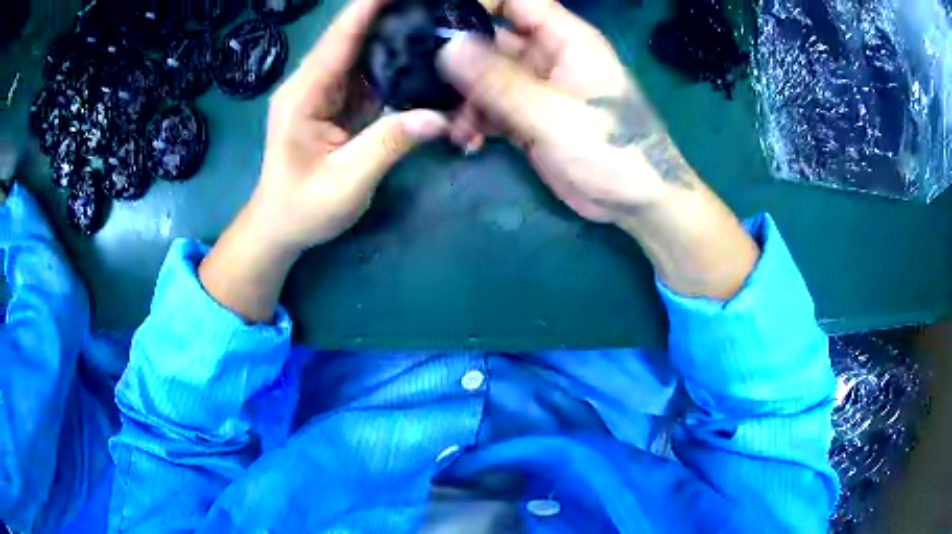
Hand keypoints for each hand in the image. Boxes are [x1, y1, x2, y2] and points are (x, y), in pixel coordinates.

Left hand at [199, 0, 448, 321]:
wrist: (280, 226)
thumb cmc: (303, 209)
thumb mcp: (345, 183)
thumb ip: (388, 145)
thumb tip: (439, 117)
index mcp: (305, 94)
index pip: (341, 36)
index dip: (371, 6)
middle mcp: (314, 83)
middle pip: (355, 34)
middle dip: (392, 13)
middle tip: (434, 8)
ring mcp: (326, 91)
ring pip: (365, 50)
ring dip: (398, 33)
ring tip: (434, 22)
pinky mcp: (339, 102)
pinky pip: (370, 72)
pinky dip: (396, 61)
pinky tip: (423, 53)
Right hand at [439, 0, 757, 299]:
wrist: (635, 204)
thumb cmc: (613, 150)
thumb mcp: (554, 114)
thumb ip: (500, 82)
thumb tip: (447, 48)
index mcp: (565, 39)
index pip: (516, 2)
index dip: (476, 4)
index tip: (434, 20)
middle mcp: (547, 55)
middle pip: (491, 38)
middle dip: (457, 57)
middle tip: (421, 77)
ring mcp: (535, 87)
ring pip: (484, 76)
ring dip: (463, 97)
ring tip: (451, 123)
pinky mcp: (527, 117)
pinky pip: (490, 107)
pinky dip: (474, 120)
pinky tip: (466, 139)